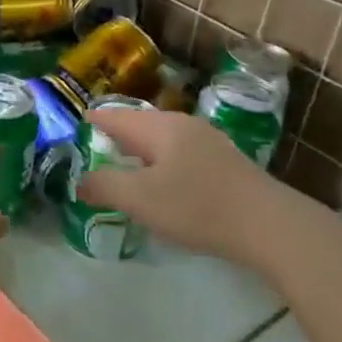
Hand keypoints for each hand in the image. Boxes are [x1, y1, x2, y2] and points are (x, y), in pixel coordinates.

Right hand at [74, 109, 293, 261]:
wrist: (269, 225)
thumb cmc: (197, 206)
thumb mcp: (140, 199)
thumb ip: (104, 186)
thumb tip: (80, 181)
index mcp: (159, 127)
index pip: (114, 116)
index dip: (91, 121)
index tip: (72, 128)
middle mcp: (183, 125)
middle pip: (139, 125)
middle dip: (115, 136)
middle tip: (92, 149)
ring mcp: (208, 142)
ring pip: (162, 140)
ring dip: (140, 151)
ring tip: (123, 167)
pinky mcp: (225, 163)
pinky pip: (180, 154)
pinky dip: (162, 163)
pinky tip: (163, 183)